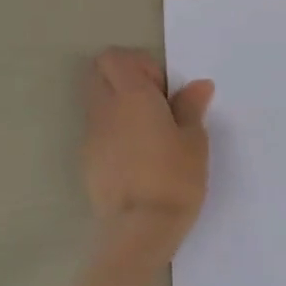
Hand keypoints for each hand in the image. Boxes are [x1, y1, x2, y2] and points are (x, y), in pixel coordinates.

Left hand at [83, 49, 213, 254]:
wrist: (141, 228)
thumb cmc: (175, 177)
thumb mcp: (194, 140)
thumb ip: (191, 107)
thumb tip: (198, 85)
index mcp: (131, 95)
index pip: (115, 57)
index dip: (140, 64)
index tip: (164, 90)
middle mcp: (104, 109)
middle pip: (99, 74)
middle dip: (124, 79)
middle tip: (156, 105)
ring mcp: (91, 136)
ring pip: (97, 103)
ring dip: (119, 107)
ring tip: (150, 134)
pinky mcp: (87, 161)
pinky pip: (98, 131)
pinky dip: (114, 132)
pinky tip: (138, 158)